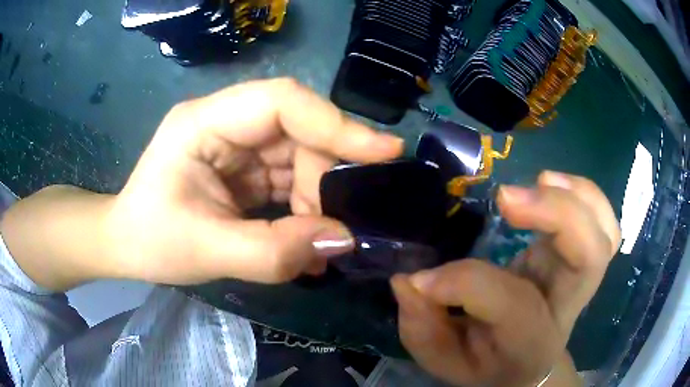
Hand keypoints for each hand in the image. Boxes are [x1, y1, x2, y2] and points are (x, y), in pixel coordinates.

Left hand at [108, 78, 402, 284]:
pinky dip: (306, 209)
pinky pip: (290, 178)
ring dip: (318, 199)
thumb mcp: (206, 252)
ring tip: (322, 243)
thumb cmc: (150, 241)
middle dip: (324, 179)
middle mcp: (226, 122)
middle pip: (299, 132)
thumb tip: (342, 242)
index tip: (384, 152)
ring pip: (300, 157)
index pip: (282, 102)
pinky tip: (310, 240)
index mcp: (204, 122)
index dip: (337, 122)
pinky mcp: (244, 168)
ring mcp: (236, 144)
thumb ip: (273, 252)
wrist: (127, 245)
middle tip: (339, 227)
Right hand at [391, 172, 619, 386]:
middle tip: (505, 198)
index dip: (465, 282)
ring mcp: (579, 279)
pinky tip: (553, 183)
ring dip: (577, 198)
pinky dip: (585, 196)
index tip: (423, 279)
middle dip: (556, 214)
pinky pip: (602, 223)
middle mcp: (566, 307)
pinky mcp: (579, 257)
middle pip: (589, 257)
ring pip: (605, 233)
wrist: (527, 369)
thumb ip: (423, 327)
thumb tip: (409, 280)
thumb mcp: (444, 359)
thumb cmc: (485, 365)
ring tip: (540, 180)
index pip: (513, 303)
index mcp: (531, 342)